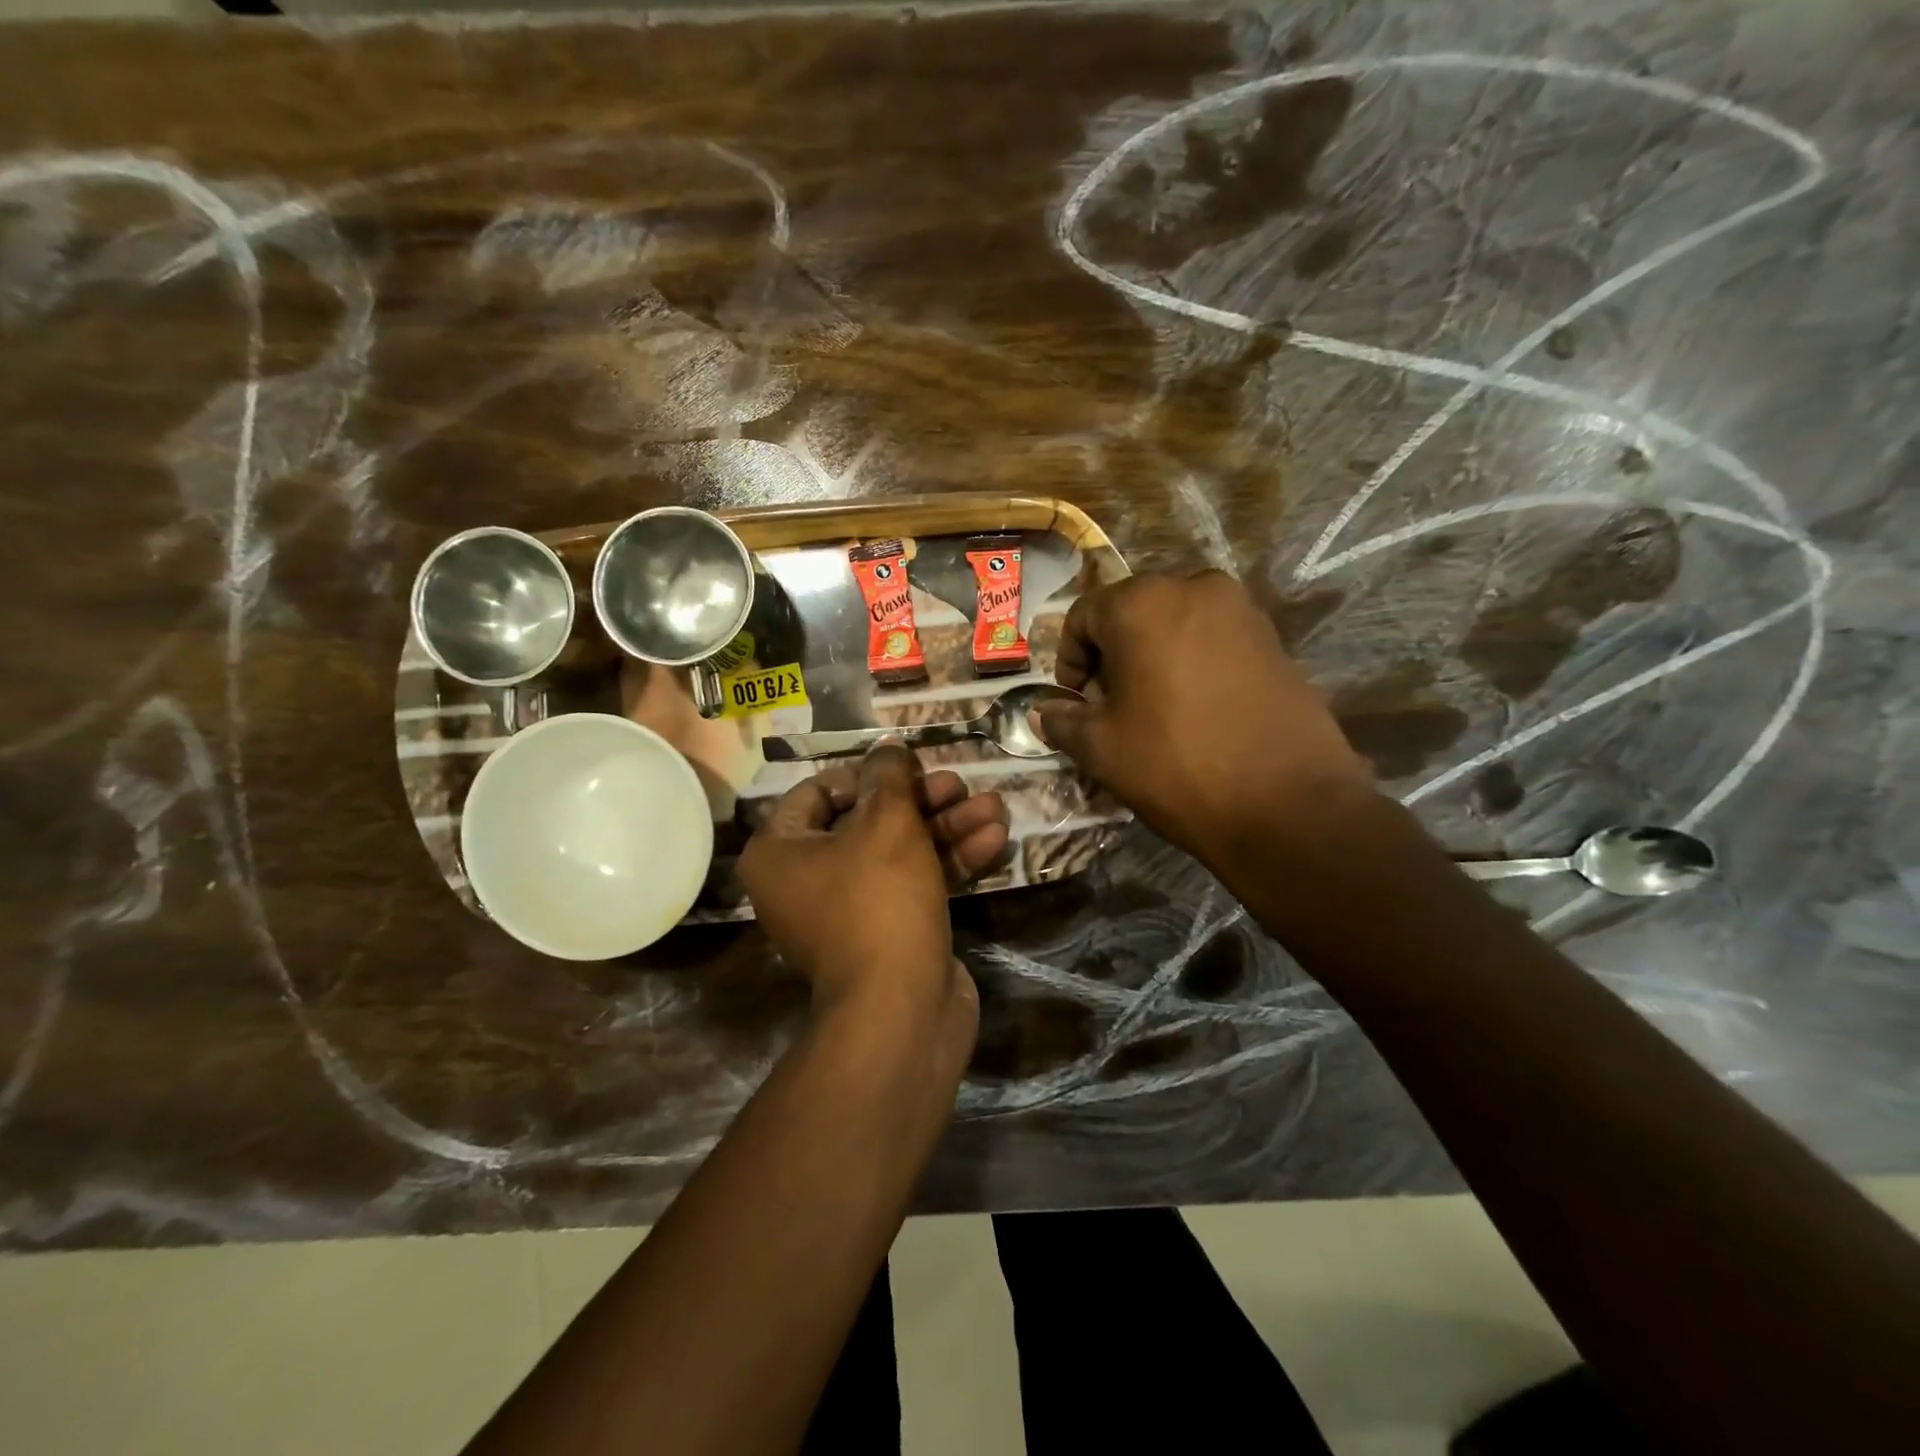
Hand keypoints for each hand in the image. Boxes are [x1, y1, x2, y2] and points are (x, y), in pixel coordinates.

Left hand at [739, 745, 1007, 1024]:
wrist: (901, 1009)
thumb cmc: (879, 899)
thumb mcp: (887, 823)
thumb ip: (889, 777)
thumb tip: (888, 750)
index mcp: (779, 852)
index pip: (818, 792)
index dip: (866, 774)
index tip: (907, 767)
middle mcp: (806, 881)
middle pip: (868, 821)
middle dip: (922, 801)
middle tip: (960, 784)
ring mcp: (849, 911)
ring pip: (900, 852)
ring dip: (948, 827)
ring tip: (995, 805)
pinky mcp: (889, 932)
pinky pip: (915, 884)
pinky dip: (950, 862)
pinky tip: (996, 840)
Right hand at [1036, 571, 1374, 862]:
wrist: (1288, 805)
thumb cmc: (1176, 766)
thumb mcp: (1100, 748)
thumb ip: (1062, 720)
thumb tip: (1043, 713)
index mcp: (1143, 603)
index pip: (1083, 616)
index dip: (1069, 661)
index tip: (1075, 702)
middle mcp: (1194, 587)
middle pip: (1130, 613)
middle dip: (1111, 657)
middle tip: (1109, 707)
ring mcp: (1241, 609)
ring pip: (1173, 623)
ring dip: (1151, 658)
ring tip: (1152, 711)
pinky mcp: (1273, 637)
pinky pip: (1212, 638)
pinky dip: (1190, 662)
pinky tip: (1194, 710)